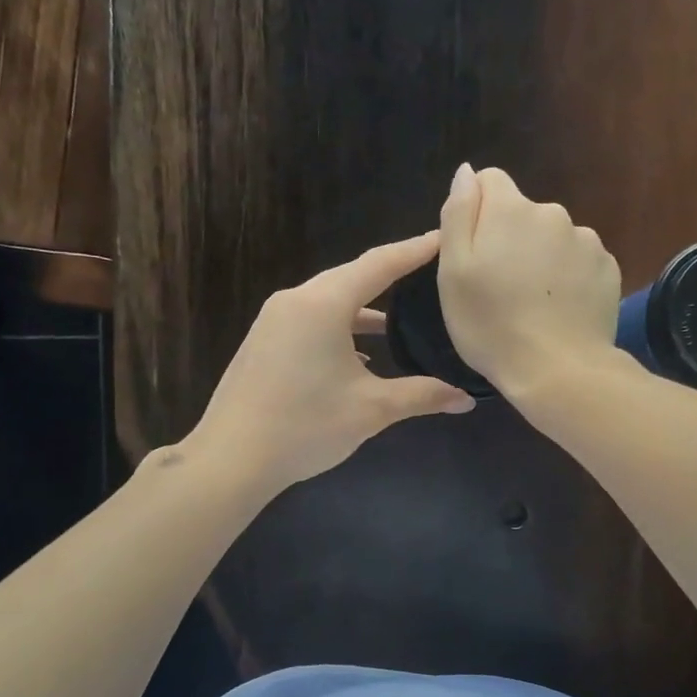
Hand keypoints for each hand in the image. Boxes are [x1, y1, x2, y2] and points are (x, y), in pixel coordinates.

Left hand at [186, 231, 476, 492]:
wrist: (231, 459)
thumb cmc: (305, 426)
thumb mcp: (371, 410)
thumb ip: (422, 396)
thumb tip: (466, 399)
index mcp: (323, 304)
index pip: (380, 264)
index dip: (414, 250)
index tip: (442, 237)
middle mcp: (295, 300)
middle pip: (351, 278)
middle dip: (390, 276)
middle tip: (426, 273)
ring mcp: (273, 321)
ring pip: (329, 301)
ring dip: (363, 309)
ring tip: (398, 320)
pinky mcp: (263, 342)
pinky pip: (310, 321)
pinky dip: (339, 328)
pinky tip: (359, 356)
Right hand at [437, 164, 621, 399]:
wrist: (558, 370)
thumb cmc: (492, 325)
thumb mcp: (453, 272)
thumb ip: (458, 213)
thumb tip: (467, 172)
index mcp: (510, 208)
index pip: (489, 181)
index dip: (476, 213)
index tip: (473, 253)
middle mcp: (553, 212)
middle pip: (522, 213)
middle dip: (510, 238)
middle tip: (500, 287)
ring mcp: (586, 240)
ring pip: (552, 238)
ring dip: (541, 257)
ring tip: (532, 303)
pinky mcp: (608, 268)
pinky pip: (578, 261)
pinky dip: (567, 277)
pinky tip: (559, 310)